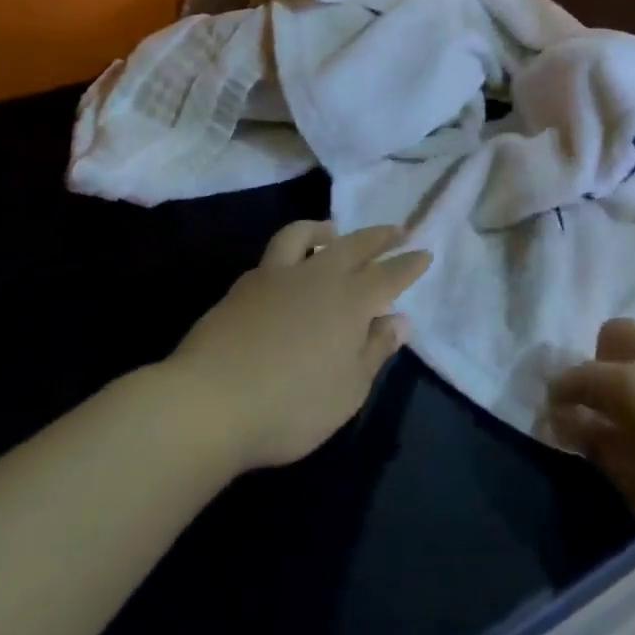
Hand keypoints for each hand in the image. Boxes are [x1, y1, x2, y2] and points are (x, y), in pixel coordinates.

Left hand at [172, 222, 428, 470]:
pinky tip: (287, 269)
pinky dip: (290, 253)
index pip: (390, 275)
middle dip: (379, 236)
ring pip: (305, 235)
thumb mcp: (348, 390)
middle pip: (355, 245)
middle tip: (396, 230)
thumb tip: (400, 320)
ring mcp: (277, 276)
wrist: (209, 402)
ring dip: (325, 229)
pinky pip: (273, 257)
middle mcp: (318, 276)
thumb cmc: (291, 405)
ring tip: (332, 231)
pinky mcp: (244, 287)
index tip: (425, 253)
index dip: (409, 264)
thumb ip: (375, 350)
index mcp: (351, 301)